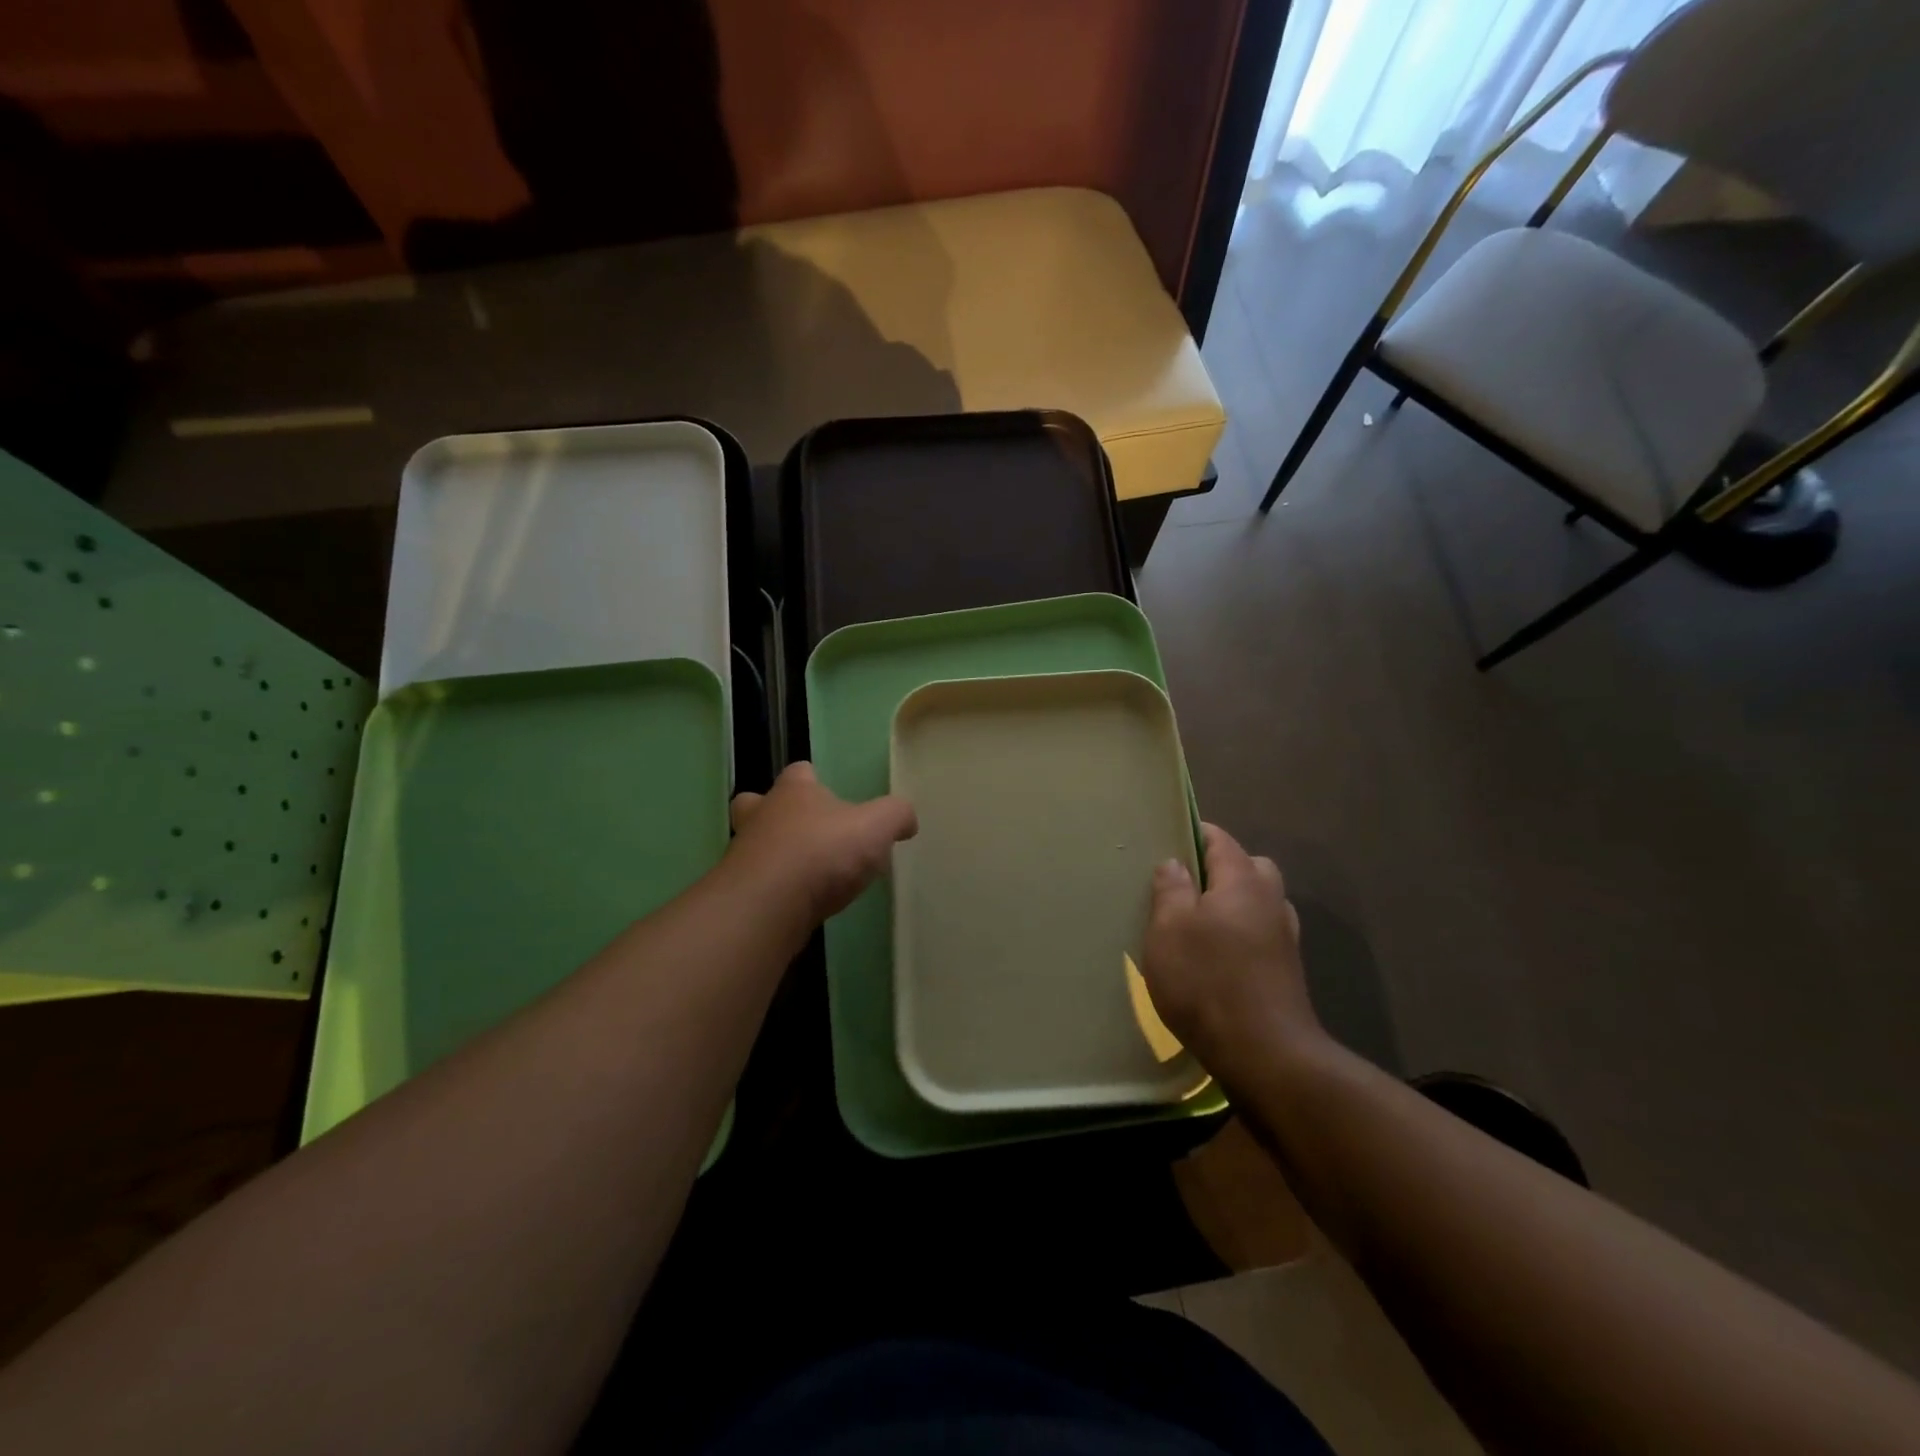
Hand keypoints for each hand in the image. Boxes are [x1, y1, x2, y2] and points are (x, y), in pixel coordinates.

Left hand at [726, 763, 916, 921]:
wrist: (767, 906)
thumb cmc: (822, 852)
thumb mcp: (876, 827)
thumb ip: (895, 816)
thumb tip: (907, 819)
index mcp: (794, 792)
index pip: (799, 772)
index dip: (812, 779)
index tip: (829, 793)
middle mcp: (762, 816)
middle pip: (756, 803)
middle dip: (772, 812)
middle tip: (800, 830)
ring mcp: (745, 855)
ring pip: (753, 845)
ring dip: (773, 854)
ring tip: (803, 873)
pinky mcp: (740, 893)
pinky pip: (755, 884)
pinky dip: (772, 890)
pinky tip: (795, 904)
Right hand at [1142, 824, 1326, 1085]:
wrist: (1266, 1054)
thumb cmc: (1207, 982)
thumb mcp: (1169, 930)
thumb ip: (1171, 889)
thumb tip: (1175, 863)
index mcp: (1242, 881)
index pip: (1220, 839)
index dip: (1193, 834)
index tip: (1165, 842)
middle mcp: (1271, 900)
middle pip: (1247, 866)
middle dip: (1217, 868)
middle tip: (1182, 887)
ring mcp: (1284, 936)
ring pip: (1258, 901)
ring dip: (1232, 903)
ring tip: (1198, 923)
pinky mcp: (1286, 969)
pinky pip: (1261, 932)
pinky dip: (1242, 933)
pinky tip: (1218, 956)